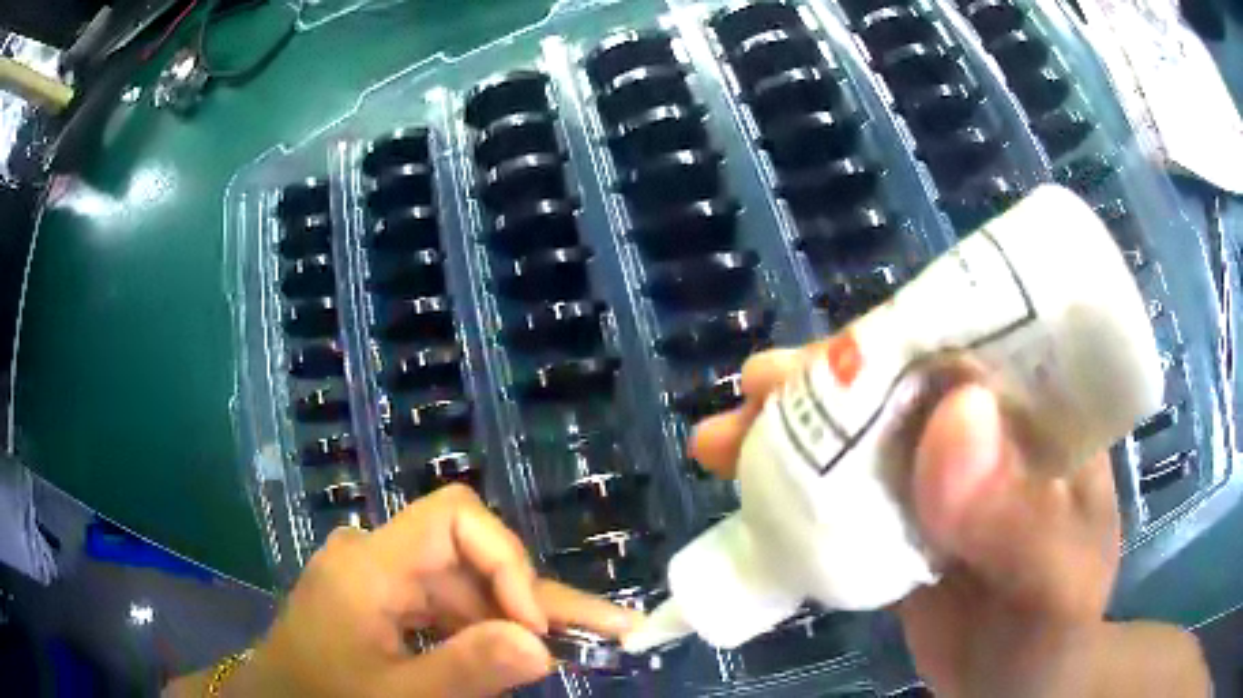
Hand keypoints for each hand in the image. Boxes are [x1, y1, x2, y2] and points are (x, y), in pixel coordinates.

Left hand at [228, 484, 638, 696]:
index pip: (452, 518)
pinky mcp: (380, 600)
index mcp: (370, 565)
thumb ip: (465, 671)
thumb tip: (542, 646)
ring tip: (578, 644)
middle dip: (531, 600)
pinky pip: (442, 606)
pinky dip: (480, 630)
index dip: (505, 560)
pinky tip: (510, 651)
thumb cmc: (324, 696)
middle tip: (606, 632)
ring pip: (462, 585)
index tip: (533, 627)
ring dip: (512, 618)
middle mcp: (375, 557)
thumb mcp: (395, 696)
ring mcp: (377, 578)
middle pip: (468, 558)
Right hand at [691, 345, 1206, 697]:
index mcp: (1044, 415)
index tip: (828, 354)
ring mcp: (945, 476)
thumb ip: (1020, 520)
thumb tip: (953, 417)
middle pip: (904, 379)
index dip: (901, 334)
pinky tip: (749, 493)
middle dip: (824, 380)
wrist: (1019, 685)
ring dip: (793, 429)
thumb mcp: (1055, 585)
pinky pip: (848, 490)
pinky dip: (796, 487)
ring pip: (864, 431)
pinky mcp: (907, 520)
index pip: (977, 339)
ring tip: (724, 441)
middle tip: (754, 390)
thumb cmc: (1054, 634)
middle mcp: (994, 430)